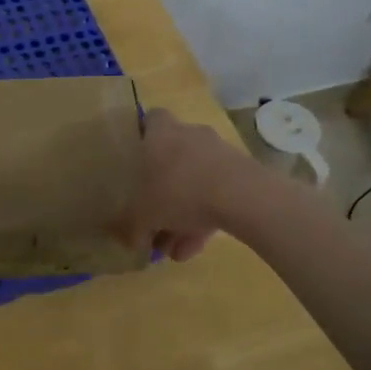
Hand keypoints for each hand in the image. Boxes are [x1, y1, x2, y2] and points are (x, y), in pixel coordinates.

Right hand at [116, 109, 256, 261]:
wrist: (241, 196)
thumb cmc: (179, 192)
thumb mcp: (141, 214)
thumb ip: (130, 226)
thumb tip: (128, 239)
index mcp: (162, 133)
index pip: (151, 120)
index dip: (143, 138)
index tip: (136, 162)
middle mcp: (190, 136)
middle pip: (172, 160)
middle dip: (162, 193)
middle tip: (154, 222)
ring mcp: (219, 154)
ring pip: (194, 183)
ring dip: (183, 214)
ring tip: (175, 250)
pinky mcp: (242, 174)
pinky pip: (216, 196)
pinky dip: (205, 220)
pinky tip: (195, 250)